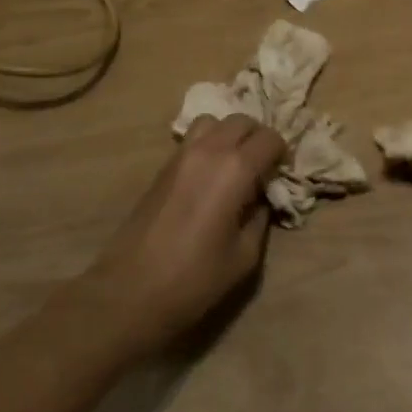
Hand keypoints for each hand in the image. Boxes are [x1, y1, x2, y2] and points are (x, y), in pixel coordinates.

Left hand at [77, 114, 285, 355]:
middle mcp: (210, 150)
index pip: (269, 138)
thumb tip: (261, 198)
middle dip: (258, 137)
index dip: (281, 153)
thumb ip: (259, 218)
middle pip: (242, 120)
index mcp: (235, 169)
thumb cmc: (194, 278)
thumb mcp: (244, 256)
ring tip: (234, 164)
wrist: (130, 291)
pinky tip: (210, 174)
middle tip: (262, 166)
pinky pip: (193, 137)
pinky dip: (209, 143)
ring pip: (214, 121)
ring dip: (230, 134)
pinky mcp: (163, 165)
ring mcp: (182, 154)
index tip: (281, 174)